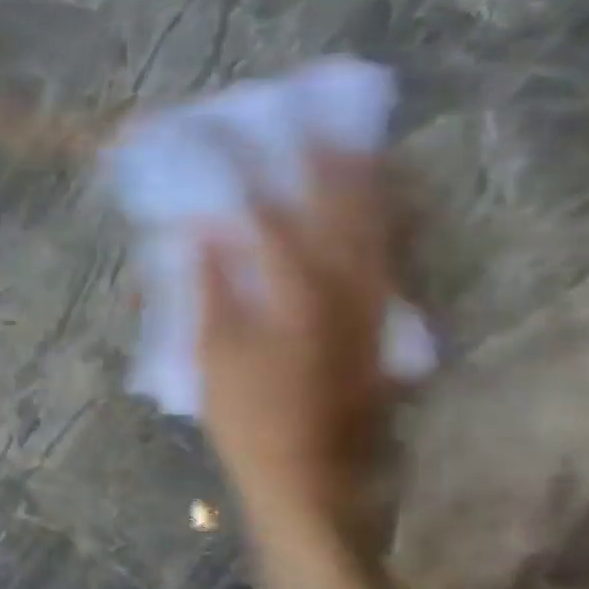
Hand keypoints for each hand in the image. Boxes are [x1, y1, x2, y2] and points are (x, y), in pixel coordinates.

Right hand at [197, 150, 395, 527]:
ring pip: (372, 222)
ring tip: (349, 140)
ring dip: (359, 178)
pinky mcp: (377, 320)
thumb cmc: (247, 414)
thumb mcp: (212, 351)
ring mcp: (368, 300)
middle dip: (319, 156)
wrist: (306, 472)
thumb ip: (210, 284)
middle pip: (337, 202)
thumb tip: (204, 227)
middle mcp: (344, 282)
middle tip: (306, 116)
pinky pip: (384, 252)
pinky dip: (378, 219)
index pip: (267, 213)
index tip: (225, 139)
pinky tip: (373, 205)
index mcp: (295, 288)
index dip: (243, 174)